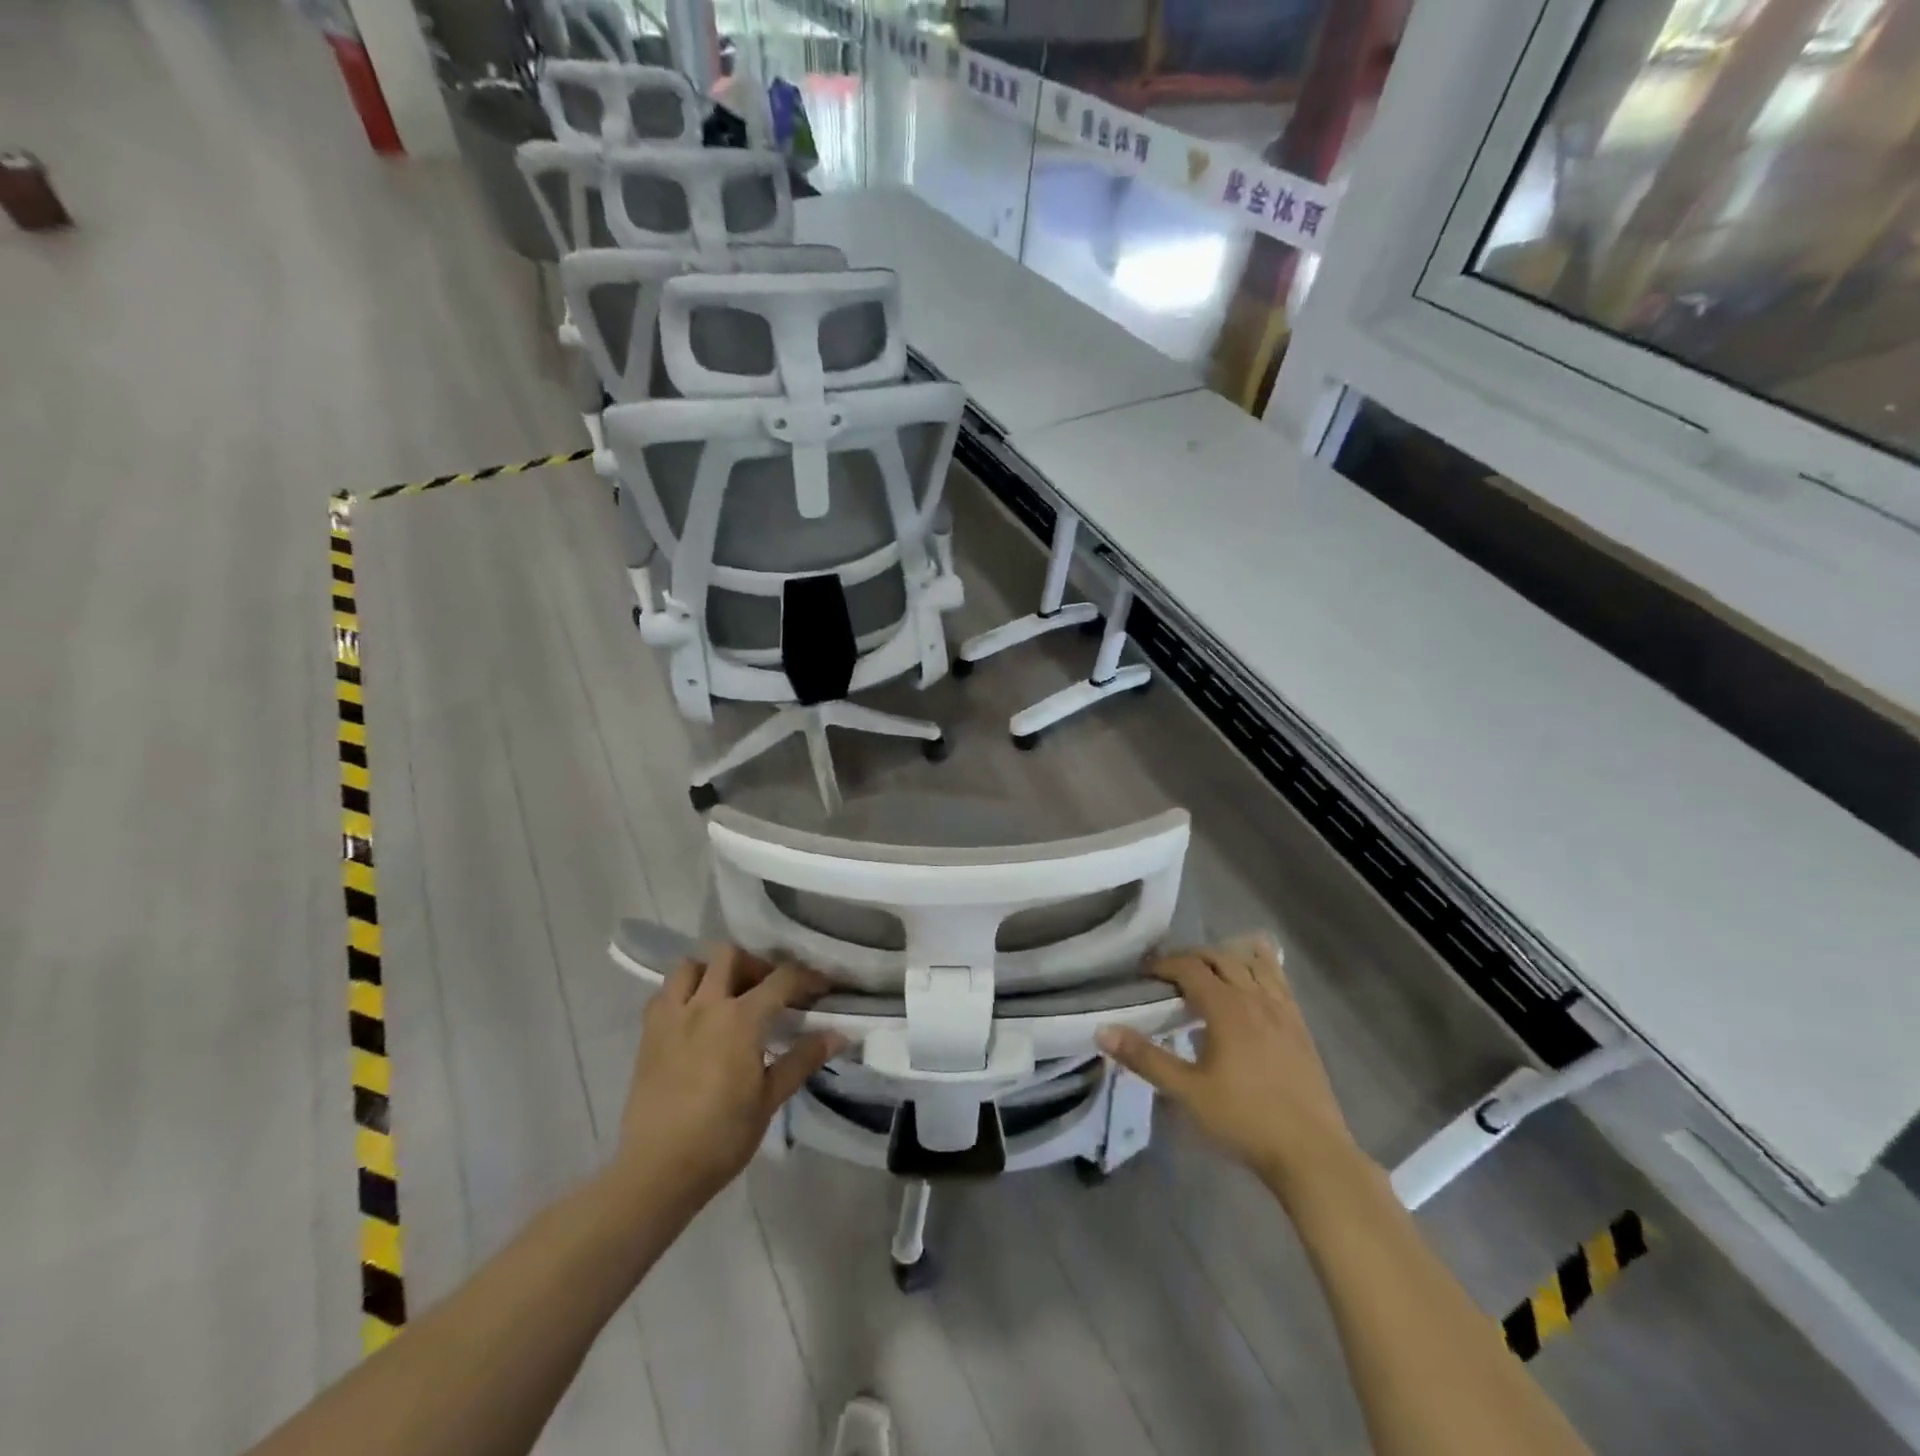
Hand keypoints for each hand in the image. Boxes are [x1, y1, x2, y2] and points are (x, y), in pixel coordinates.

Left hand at [614, 944, 844, 1204]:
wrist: (657, 1171)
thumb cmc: (722, 1137)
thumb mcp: (770, 1099)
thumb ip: (802, 1059)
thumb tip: (839, 1034)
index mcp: (741, 1019)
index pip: (782, 979)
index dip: (807, 977)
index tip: (822, 987)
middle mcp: (706, 1005)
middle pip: (731, 955)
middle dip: (755, 965)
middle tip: (768, 991)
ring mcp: (672, 1016)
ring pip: (691, 965)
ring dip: (712, 972)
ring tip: (727, 997)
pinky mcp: (648, 1034)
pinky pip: (664, 993)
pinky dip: (682, 993)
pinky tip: (693, 1017)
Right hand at [1096, 935, 1364, 1199]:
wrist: (1311, 1154)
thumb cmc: (1244, 1120)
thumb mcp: (1187, 1091)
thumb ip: (1145, 1058)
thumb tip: (1103, 1030)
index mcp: (1226, 1008)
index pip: (1189, 967)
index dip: (1163, 964)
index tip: (1143, 974)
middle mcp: (1255, 998)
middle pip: (1220, 958)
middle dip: (1191, 957)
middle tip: (1169, 974)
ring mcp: (1282, 1011)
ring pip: (1253, 964)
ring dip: (1226, 957)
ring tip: (1207, 968)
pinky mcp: (1300, 1027)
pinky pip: (1280, 981)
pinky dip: (1263, 966)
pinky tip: (1256, 971)